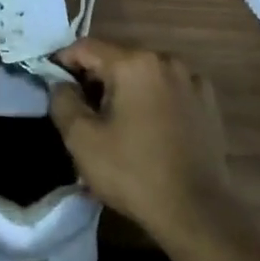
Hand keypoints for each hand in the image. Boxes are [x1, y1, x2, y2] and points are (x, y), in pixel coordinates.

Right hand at [48, 38, 239, 247]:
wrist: (197, 212)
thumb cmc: (133, 172)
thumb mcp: (82, 139)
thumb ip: (63, 101)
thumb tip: (61, 83)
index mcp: (134, 63)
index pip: (86, 47)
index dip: (63, 61)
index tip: (51, 83)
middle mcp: (166, 60)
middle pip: (117, 59)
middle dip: (95, 79)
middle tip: (81, 110)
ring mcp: (192, 80)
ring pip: (144, 74)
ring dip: (124, 89)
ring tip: (115, 123)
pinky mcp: (208, 102)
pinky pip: (168, 90)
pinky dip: (152, 100)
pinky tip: (148, 129)